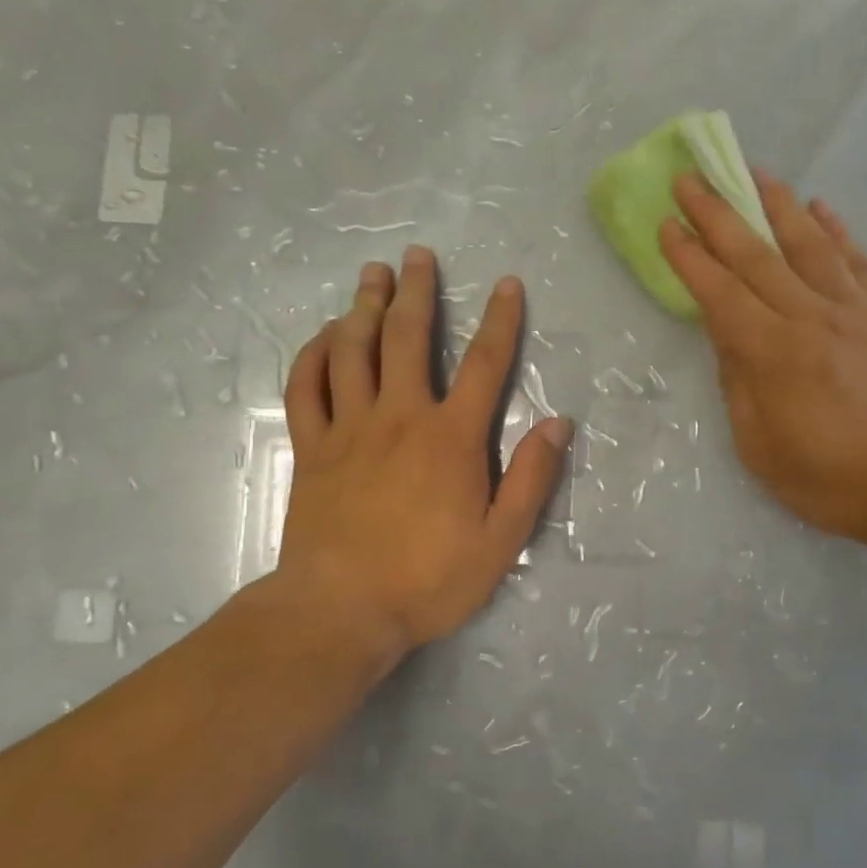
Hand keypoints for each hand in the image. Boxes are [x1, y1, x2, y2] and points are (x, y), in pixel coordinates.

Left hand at [270, 248, 572, 658]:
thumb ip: (531, 479)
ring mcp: (349, 429)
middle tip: (416, 255)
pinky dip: (314, 355)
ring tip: (371, 275)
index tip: (507, 285)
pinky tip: (324, 336)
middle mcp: (400, 417)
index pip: (486, 365)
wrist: (340, 612)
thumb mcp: (501, 542)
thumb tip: (559, 424)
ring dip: (363, 307)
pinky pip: (307, 388)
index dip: (501, 320)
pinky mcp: (312, 448)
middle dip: (416, 292)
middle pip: (407, 338)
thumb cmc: (428, 580)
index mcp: (451, 438)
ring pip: (353, 351)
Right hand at [659, 172, 866, 550]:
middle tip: (692, 179)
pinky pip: (860, 262)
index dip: (689, 256)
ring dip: (778, 204)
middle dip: (718, 214)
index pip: (719, 291)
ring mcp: (855, 311)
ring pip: (810, 244)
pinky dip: (839, 232)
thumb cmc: (825, 477)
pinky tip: (823, 208)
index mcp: (772, 352)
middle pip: (756, 255)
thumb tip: (726, 334)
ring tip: (756, 171)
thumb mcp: (758, 444)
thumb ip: (737, 381)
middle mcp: (811, 317)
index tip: (668, 224)